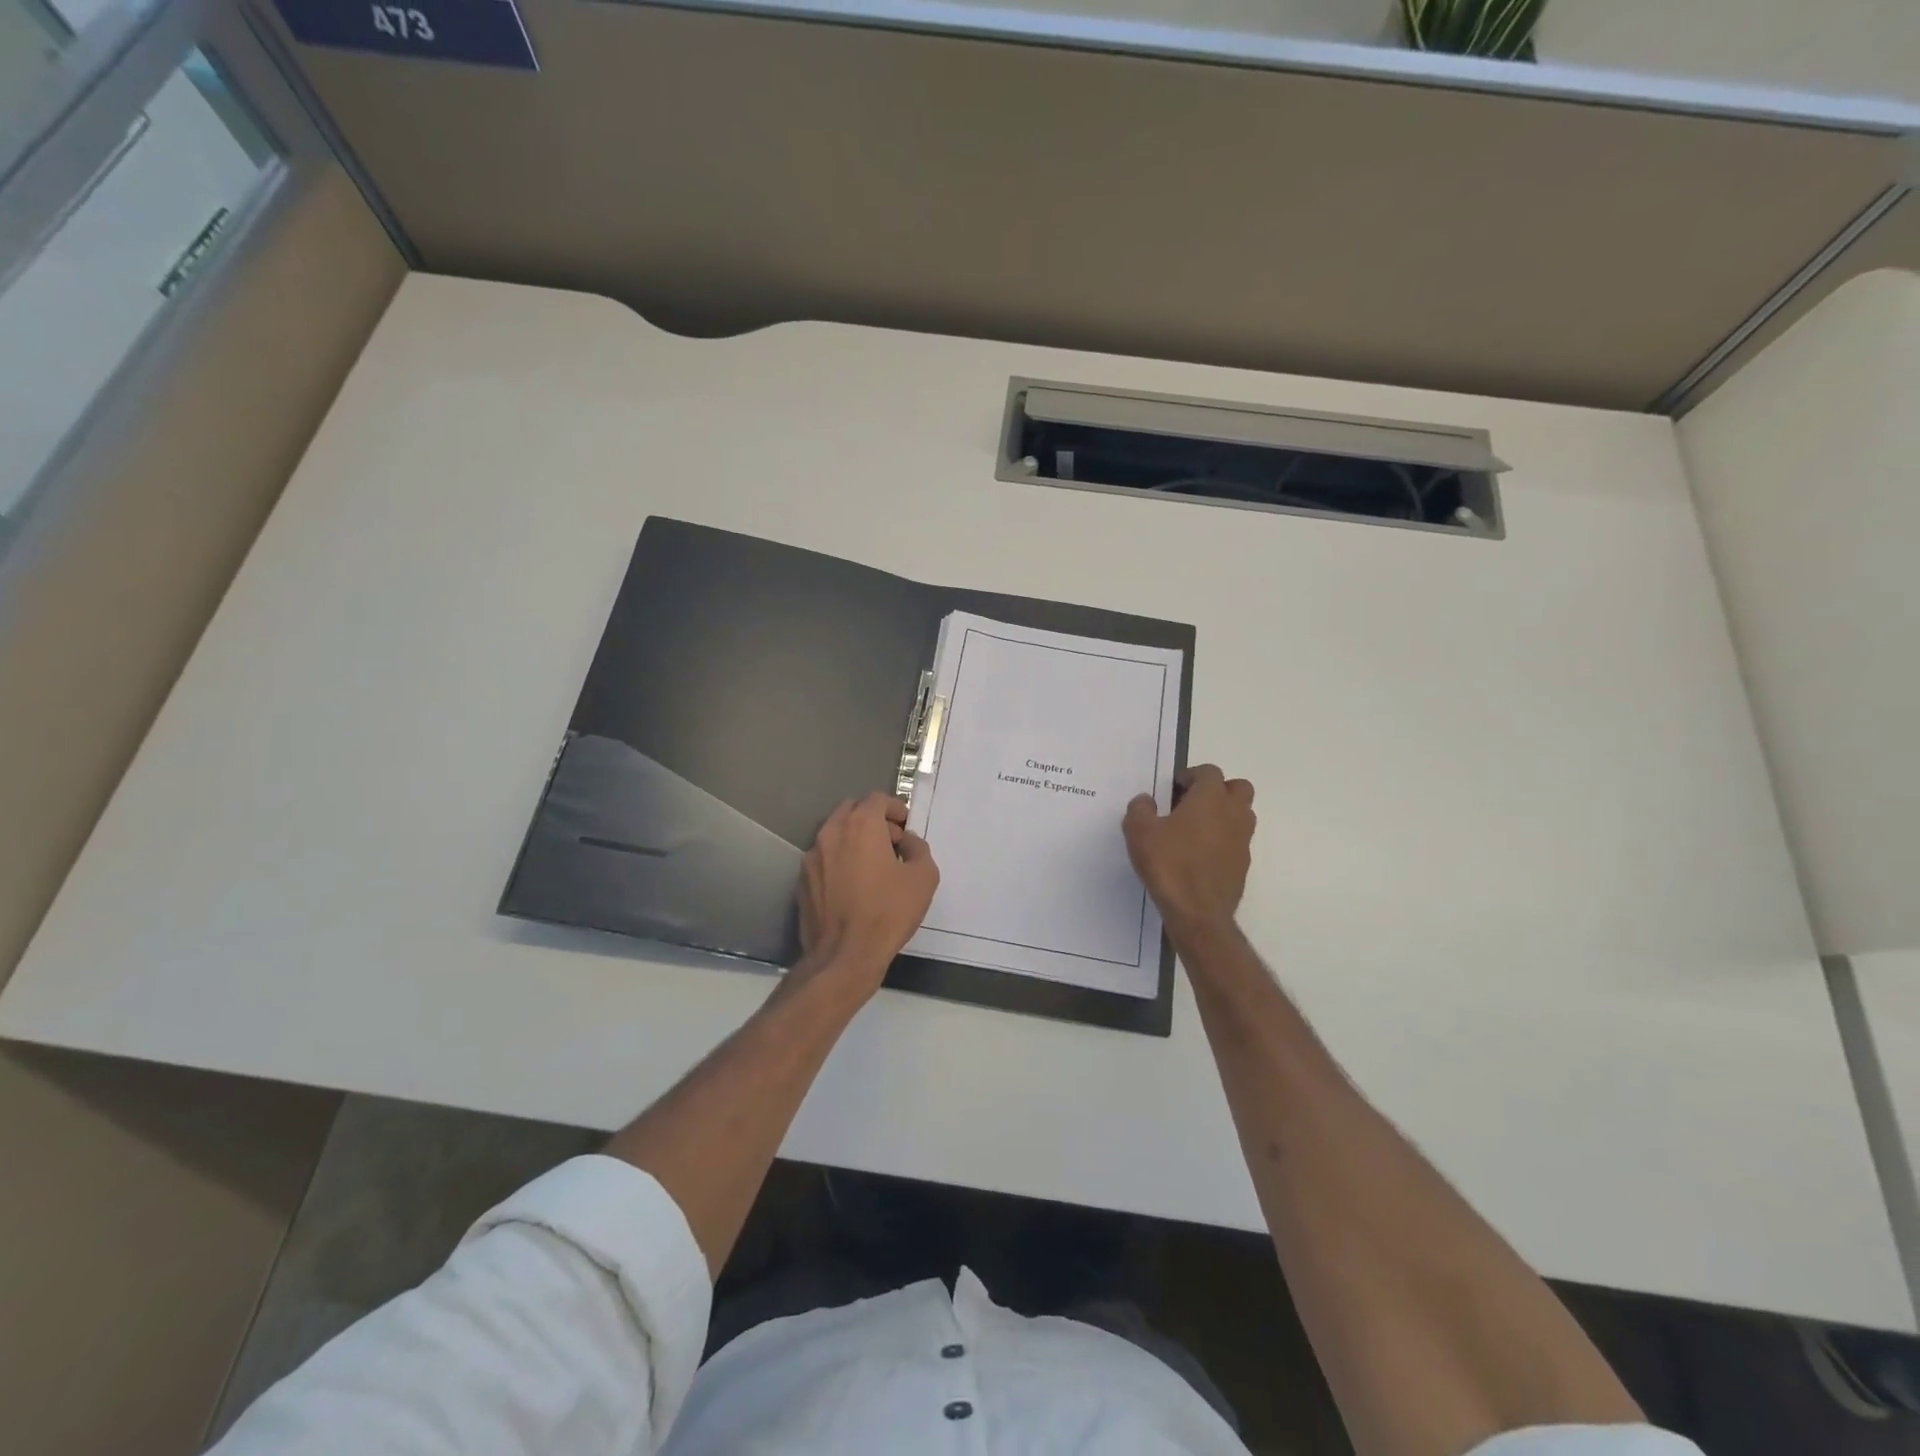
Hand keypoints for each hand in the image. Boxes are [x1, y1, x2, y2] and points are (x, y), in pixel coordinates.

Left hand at [795, 792, 939, 993]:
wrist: (844, 956)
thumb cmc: (888, 912)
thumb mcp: (923, 877)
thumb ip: (918, 848)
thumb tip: (906, 842)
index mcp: (860, 825)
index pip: (877, 799)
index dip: (895, 808)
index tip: (906, 826)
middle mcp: (831, 833)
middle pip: (851, 810)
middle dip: (872, 819)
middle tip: (891, 843)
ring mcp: (811, 857)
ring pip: (834, 834)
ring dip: (854, 840)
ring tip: (872, 866)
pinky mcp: (801, 881)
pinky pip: (824, 859)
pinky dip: (839, 861)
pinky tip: (852, 886)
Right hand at [1123, 765, 1255, 937]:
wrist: (1198, 912)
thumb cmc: (1169, 864)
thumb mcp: (1139, 832)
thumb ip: (1140, 809)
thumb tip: (1146, 800)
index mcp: (1210, 798)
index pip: (1209, 772)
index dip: (1191, 775)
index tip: (1173, 789)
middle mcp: (1233, 814)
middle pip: (1238, 788)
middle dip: (1218, 789)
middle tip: (1192, 803)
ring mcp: (1242, 840)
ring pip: (1242, 814)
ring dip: (1223, 814)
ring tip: (1195, 829)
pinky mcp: (1243, 864)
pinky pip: (1237, 841)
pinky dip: (1223, 840)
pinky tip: (1200, 855)